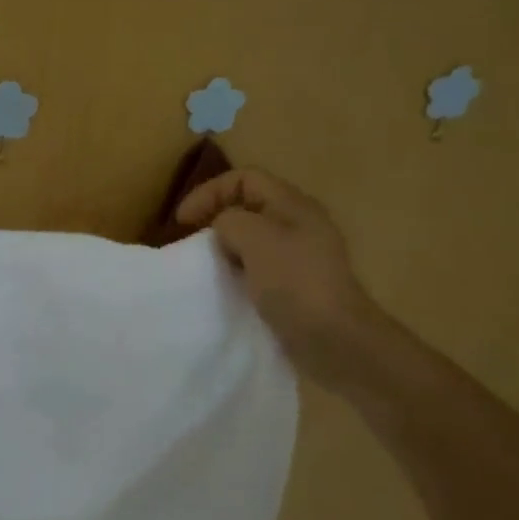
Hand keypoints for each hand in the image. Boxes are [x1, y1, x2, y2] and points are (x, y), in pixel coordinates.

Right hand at [177, 168, 380, 383]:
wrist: (336, 341)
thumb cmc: (294, 281)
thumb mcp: (254, 237)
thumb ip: (229, 220)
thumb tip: (222, 229)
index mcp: (293, 205)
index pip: (244, 178)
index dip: (209, 192)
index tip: (183, 221)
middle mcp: (299, 224)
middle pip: (248, 206)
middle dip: (215, 218)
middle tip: (192, 242)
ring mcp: (300, 256)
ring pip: (251, 238)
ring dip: (225, 247)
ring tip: (205, 265)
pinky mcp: (296, 285)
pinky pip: (258, 266)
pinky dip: (237, 271)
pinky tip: (227, 287)